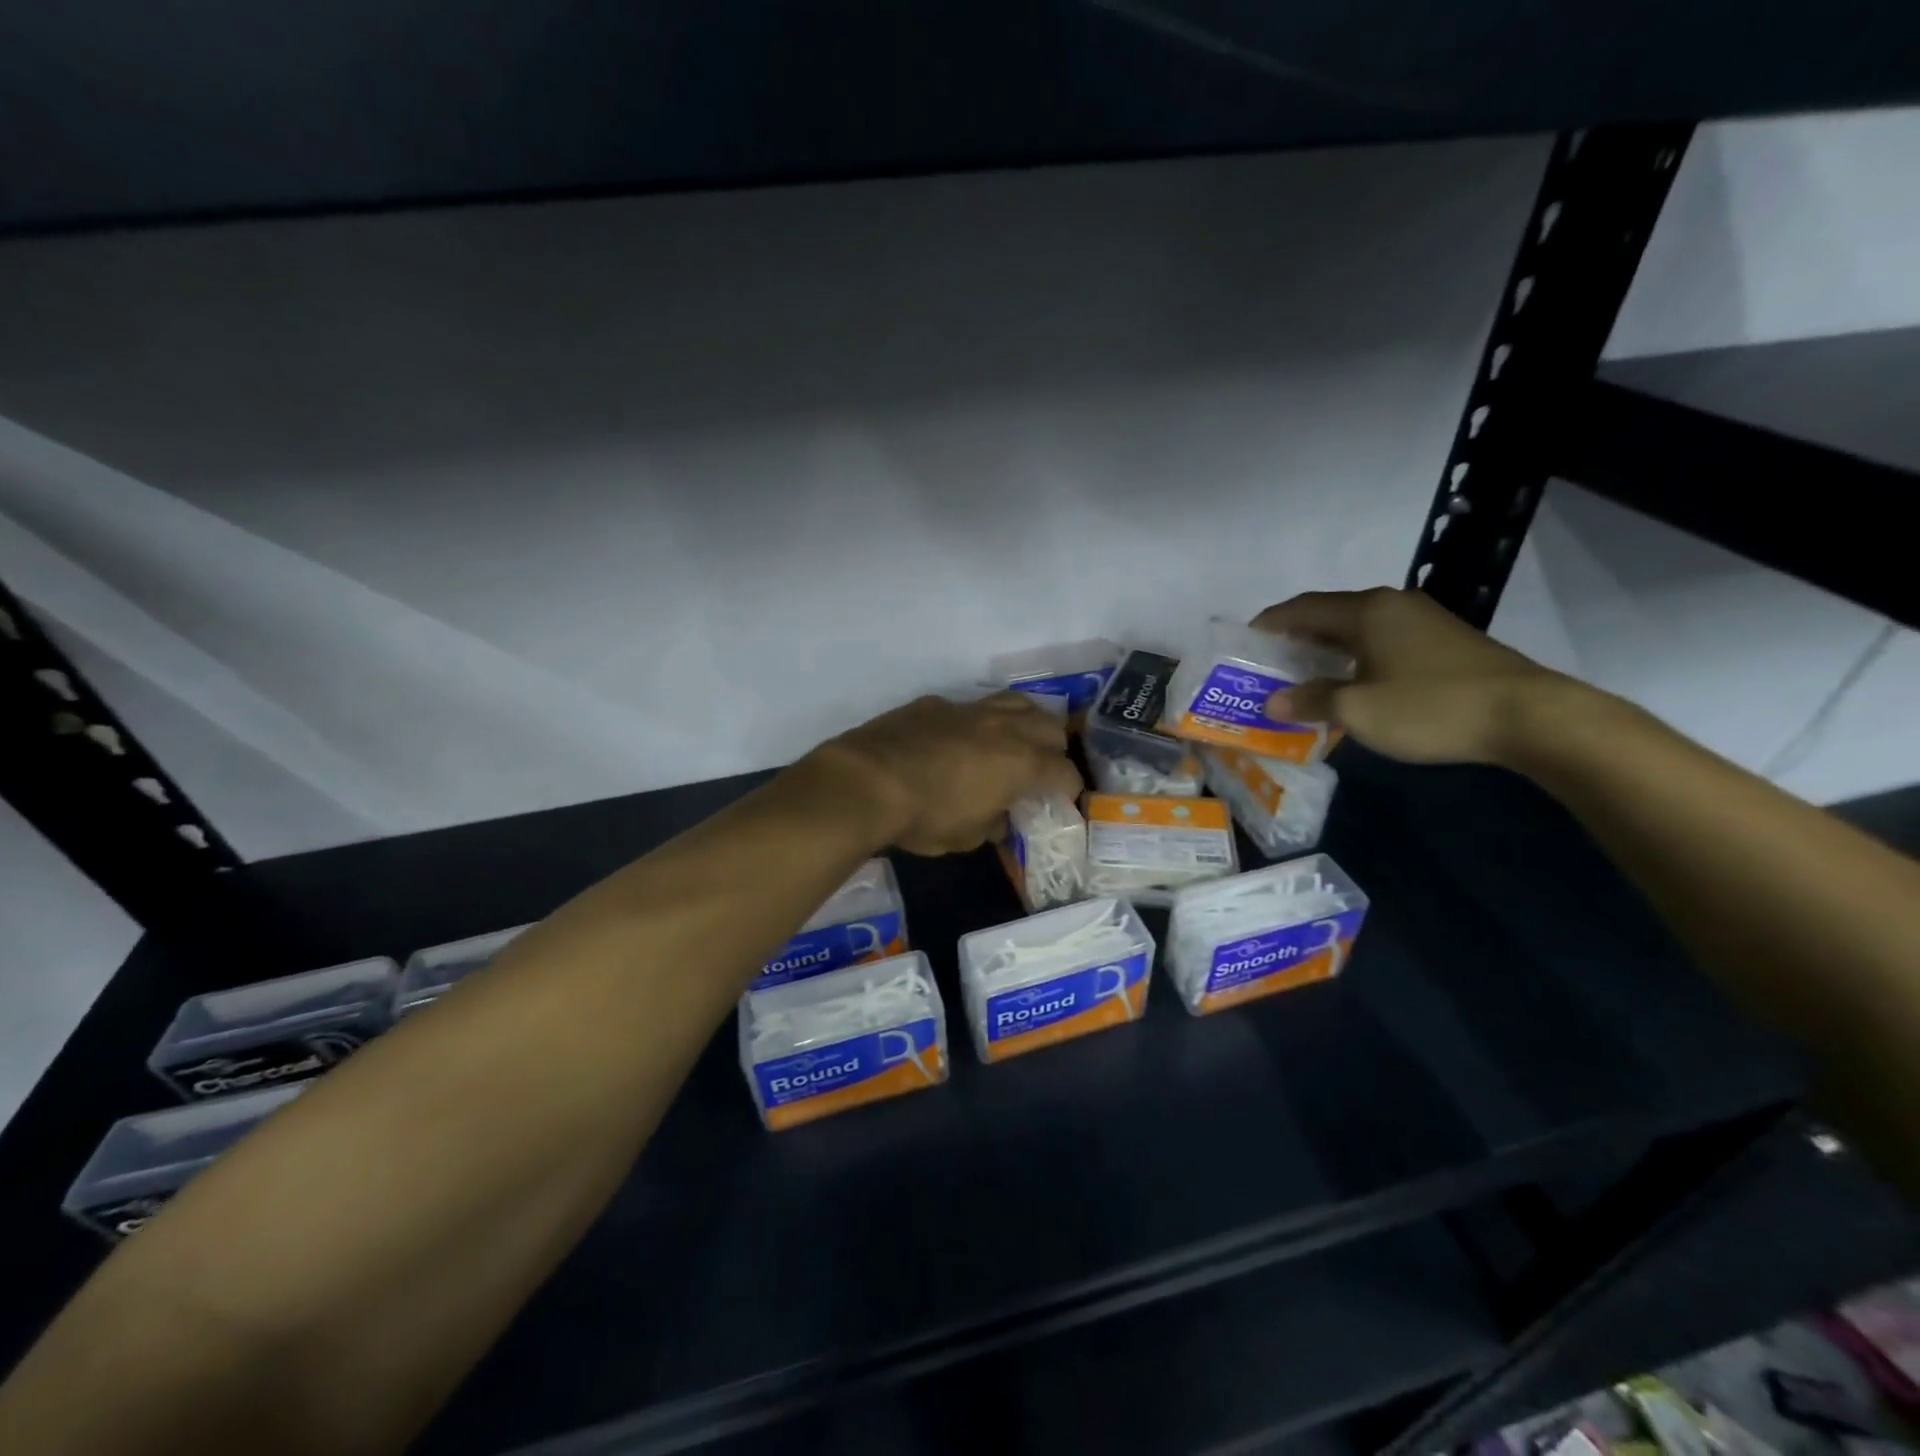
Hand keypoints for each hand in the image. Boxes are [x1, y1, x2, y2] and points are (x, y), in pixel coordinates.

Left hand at [803, 693, 1083, 854]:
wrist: (866, 781)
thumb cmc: (924, 817)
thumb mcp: (966, 836)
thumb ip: (992, 823)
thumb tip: (999, 818)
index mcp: (1022, 763)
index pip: (1065, 771)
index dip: (1069, 787)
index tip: (1063, 799)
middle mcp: (1004, 728)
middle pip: (1050, 726)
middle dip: (1054, 748)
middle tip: (1042, 769)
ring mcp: (970, 709)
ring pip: (1016, 702)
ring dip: (1025, 721)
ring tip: (1015, 741)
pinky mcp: (937, 703)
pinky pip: (971, 706)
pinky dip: (977, 722)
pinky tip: (960, 740)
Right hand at [1252, 587, 1568, 764]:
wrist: (1529, 716)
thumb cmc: (1430, 706)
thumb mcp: (1359, 710)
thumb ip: (1311, 701)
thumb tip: (1274, 701)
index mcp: (1366, 611)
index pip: (1302, 608)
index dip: (1269, 623)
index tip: (1243, 641)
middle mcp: (1392, 605)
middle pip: (1329, 614)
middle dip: (1296, 637)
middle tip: (1269, 663)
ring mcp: (1423, 620)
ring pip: (1358, 628)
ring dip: (1327, 649)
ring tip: (1304, 675)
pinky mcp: (1445, 641)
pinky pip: (1383, 641)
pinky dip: (1356, 657)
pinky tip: (1353, 683)